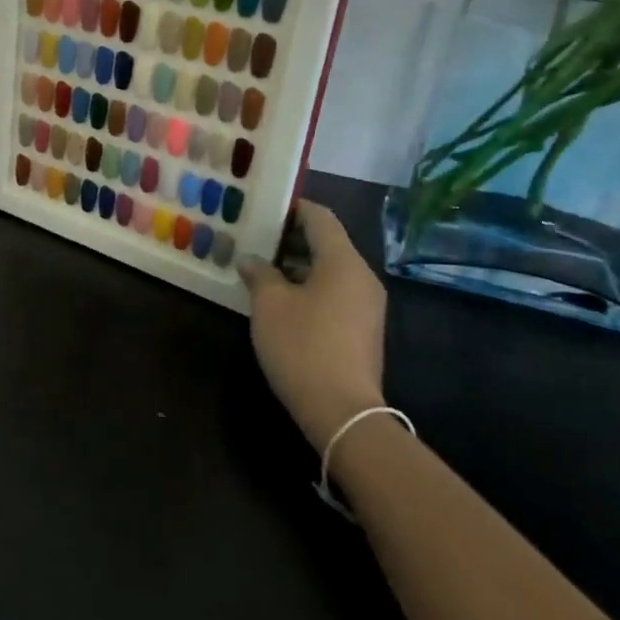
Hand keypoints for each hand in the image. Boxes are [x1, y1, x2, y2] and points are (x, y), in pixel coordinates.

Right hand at [238, 201, 387, 447]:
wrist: (342, 412)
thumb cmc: (302, 346)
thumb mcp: (269, 304)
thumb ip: (260, 274)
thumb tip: (253, 261)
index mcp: (343, 262)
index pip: (320, 218)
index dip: (292, 207)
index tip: (264, 207)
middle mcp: (362, 277)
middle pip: (327, 243)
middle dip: (290, 238)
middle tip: (254, 238)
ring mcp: (366, 305)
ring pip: (330, 270)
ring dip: (297, 264)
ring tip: (261, 268)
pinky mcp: (362, 329)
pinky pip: (335, 293)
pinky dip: (309, 286)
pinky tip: (280, 299)